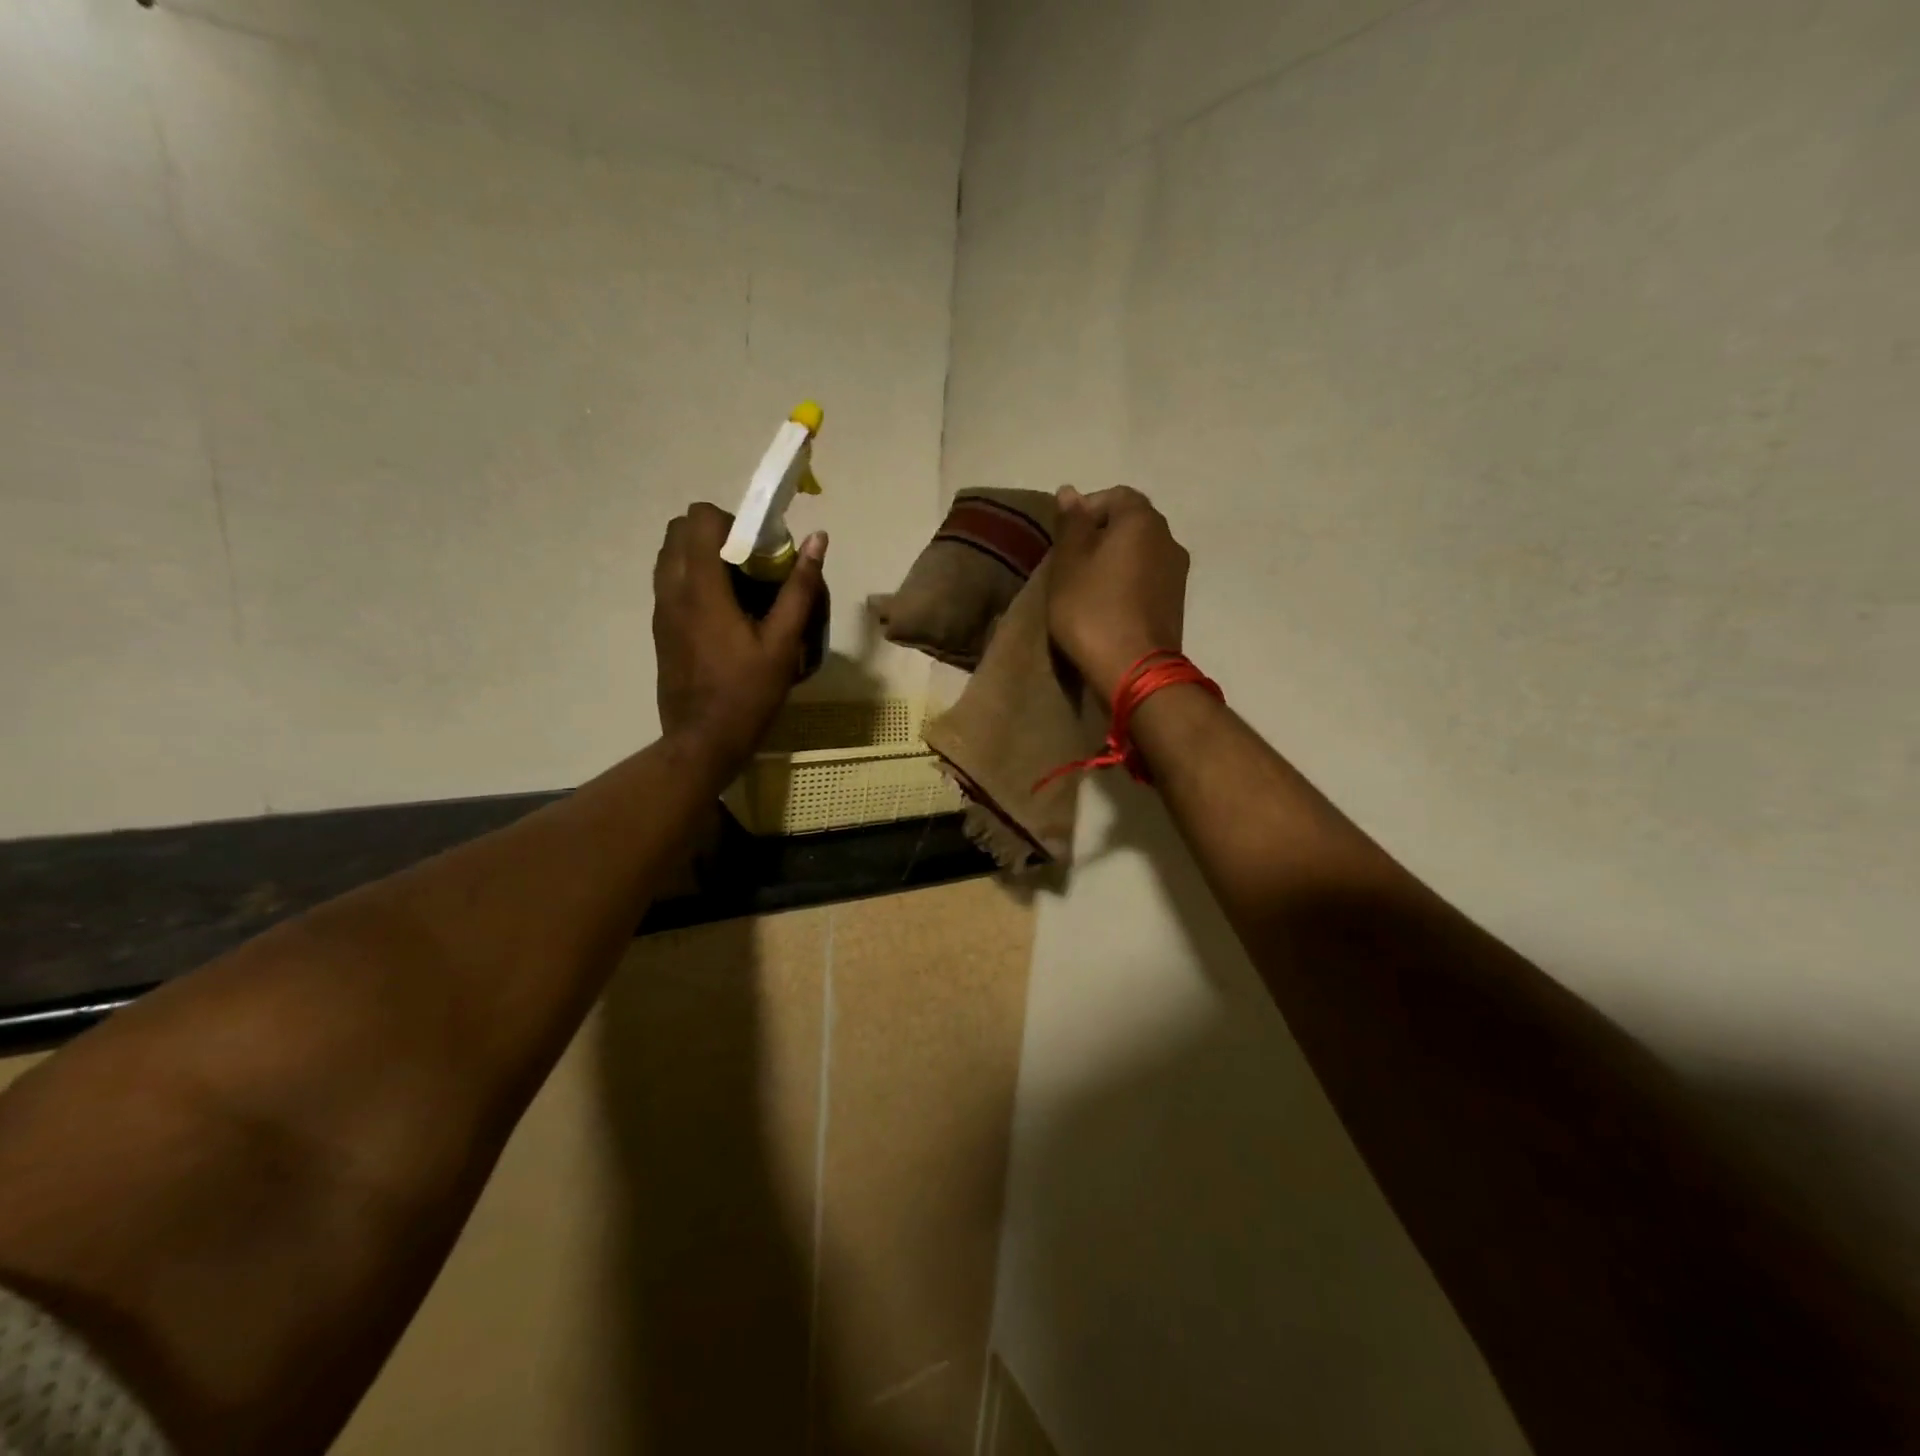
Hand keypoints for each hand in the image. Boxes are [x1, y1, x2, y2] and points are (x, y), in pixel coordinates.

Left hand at [653, 502, 827, 774]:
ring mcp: (661, 610)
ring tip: (739, 587)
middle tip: (751, 564)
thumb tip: (817, 540)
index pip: (700, 519)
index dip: (733, 521)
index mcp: (701, 589)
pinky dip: (694, 578)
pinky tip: (725, 613)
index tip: (760, 548)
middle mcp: (672, 590)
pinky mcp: (660, 628)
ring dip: (703, 555)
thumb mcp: (783, 644)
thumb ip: (799, 589)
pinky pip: (670, 582)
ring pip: (671, 556)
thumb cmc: (747, 694)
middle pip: (679, 530)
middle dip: (716, 534)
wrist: (702, 741)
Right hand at [1046, 485, 1190, 701]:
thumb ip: (1070, 523)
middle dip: (1099, 536)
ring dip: (1114, 562)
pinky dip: (1127, 583)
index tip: (1063, 539)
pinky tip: (1107, 606)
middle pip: (1130, 523)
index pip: (1114, 495)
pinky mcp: (1176, 602)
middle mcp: (1168, 538)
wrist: (1134, 669)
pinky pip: (1147, 579)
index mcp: (1142, 520)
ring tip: (1086, 587)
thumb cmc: (1092, 610)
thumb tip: (1070, 491)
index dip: (1085, 510)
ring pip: (1140, 553)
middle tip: (1070, 564)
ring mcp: (1177, 572)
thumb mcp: (1068, 563)